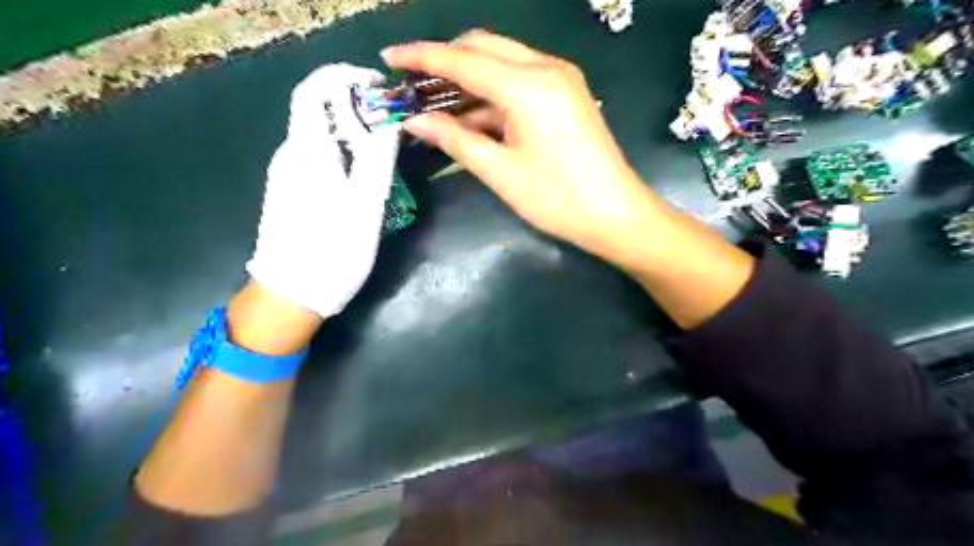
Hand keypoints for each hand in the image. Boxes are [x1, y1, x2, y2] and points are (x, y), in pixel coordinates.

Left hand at [250, 64, 406, 319]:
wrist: (291, 295)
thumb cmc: (333, 249)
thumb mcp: (366, 204)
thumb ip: (377, 157)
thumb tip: (388, 120)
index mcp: (306, 151)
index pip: (314, 90)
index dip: (345, 77)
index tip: (379, 87)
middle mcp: (289, 155)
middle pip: (317, 111)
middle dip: (355, 106)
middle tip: (392, 124)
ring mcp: (286, 175)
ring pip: (319, 136)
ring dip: (351, 131)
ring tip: (384, 149)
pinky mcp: (289, 193)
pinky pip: (316, 158)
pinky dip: (341, 153)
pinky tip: (361, 175)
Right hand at [384, 30, 648, 254]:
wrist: (615, 215)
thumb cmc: (556, 199)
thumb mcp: (500, 171)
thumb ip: (455, 139)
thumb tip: (414, 120)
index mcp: (528, 85)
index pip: (463, 60)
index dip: (421, 57)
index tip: (389, 59)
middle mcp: (546, 68)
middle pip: (483, 47)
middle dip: (445, 61)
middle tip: (414, 85)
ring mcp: (561, 79)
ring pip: (503, 62)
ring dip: (469, 80)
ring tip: (437, 106)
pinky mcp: (567, 95)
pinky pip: (520, 81)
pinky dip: (493, 94)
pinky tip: (473, 117)